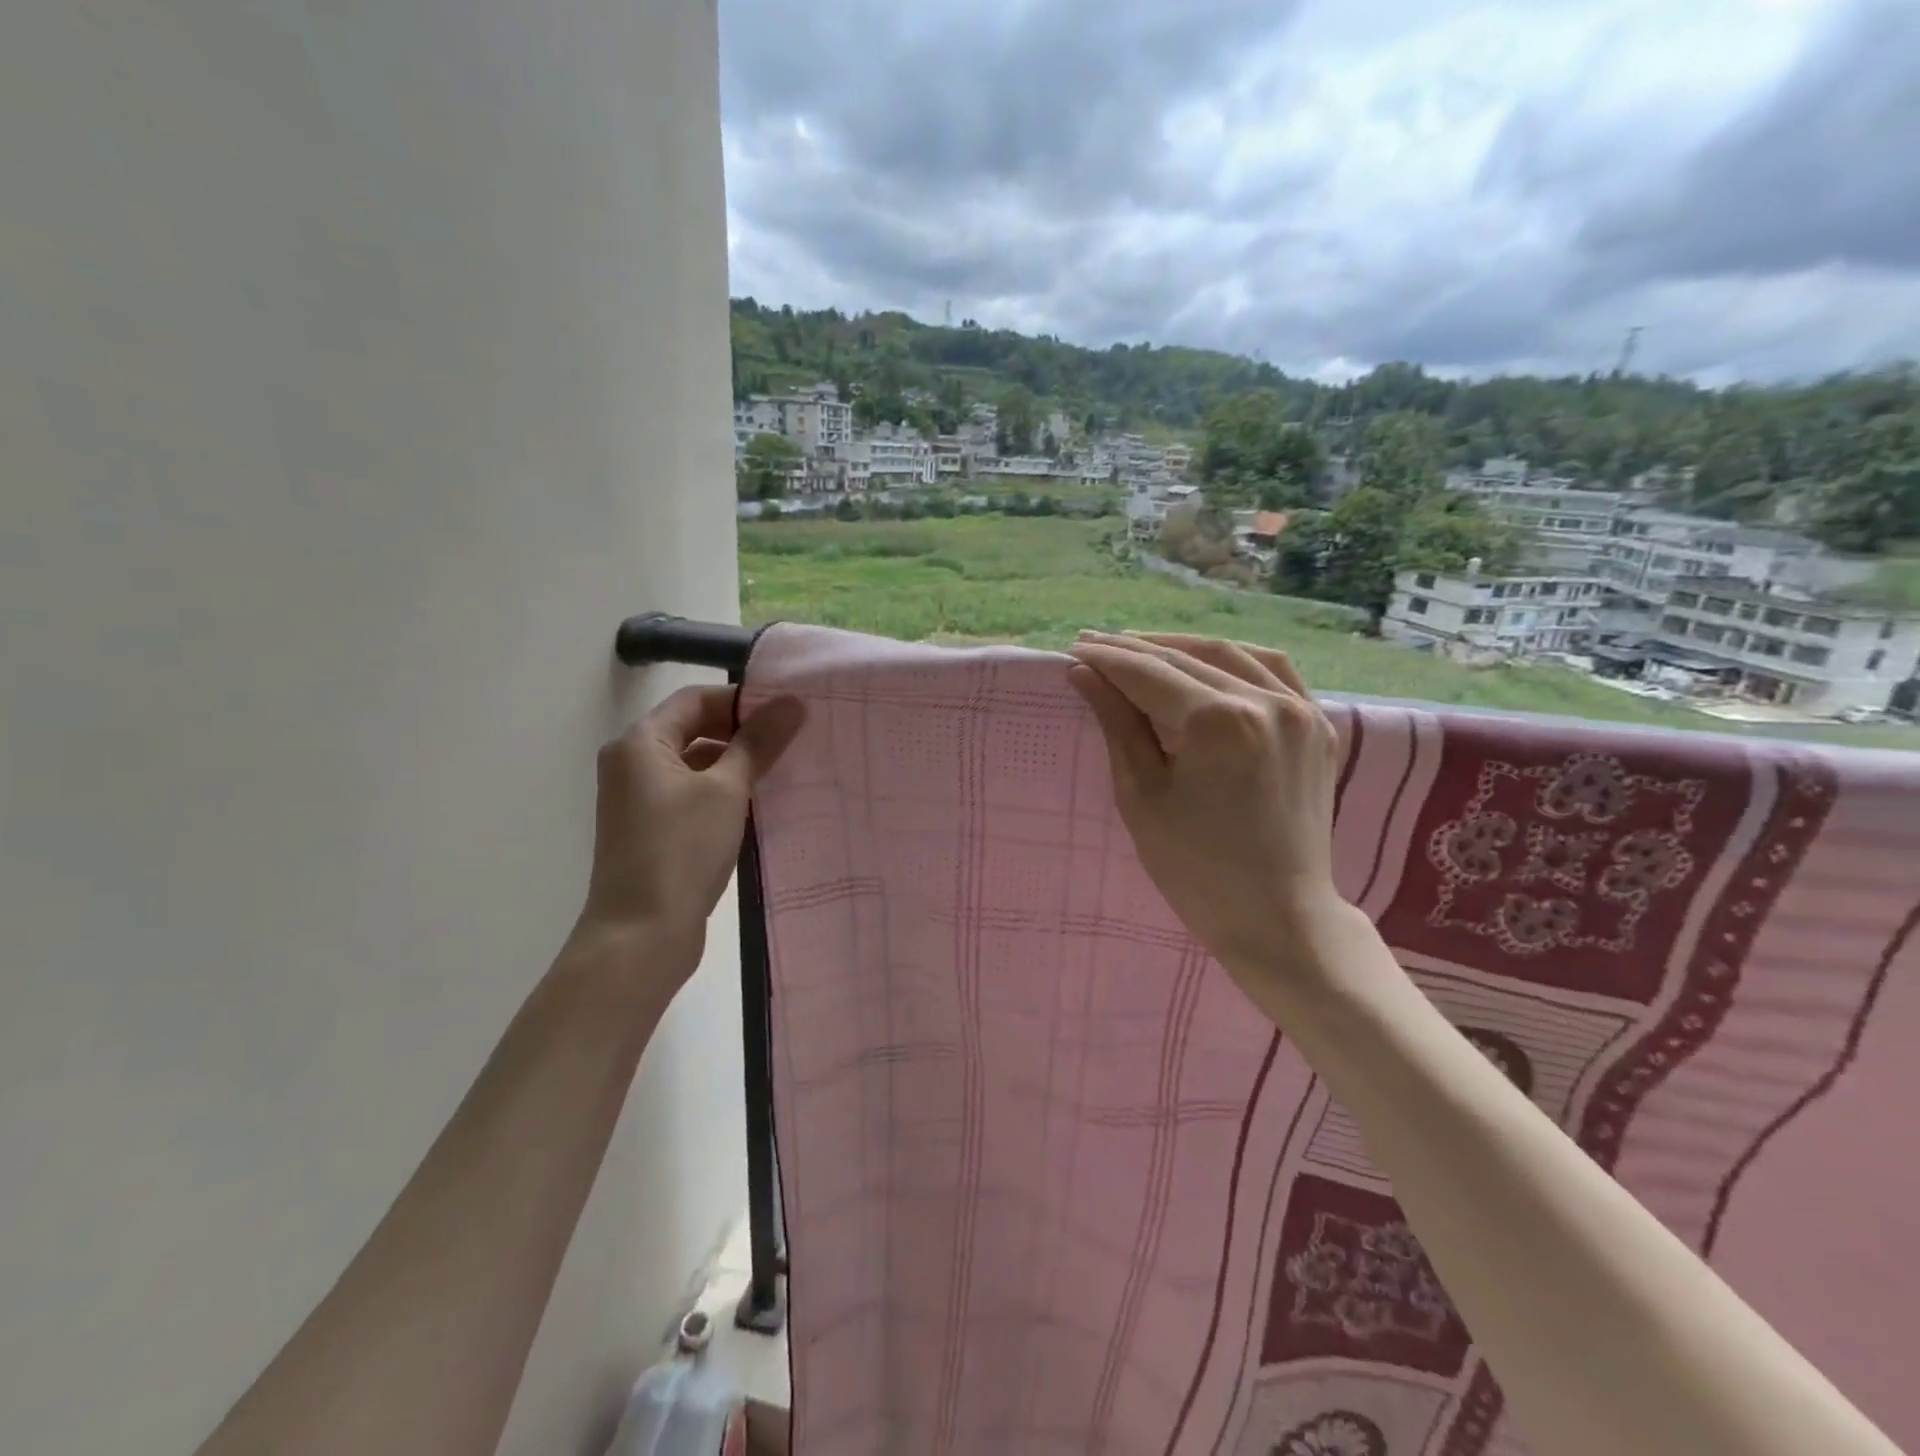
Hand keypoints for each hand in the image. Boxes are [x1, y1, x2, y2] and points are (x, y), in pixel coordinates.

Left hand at [576, 685, 804, 985]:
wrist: (641, 935)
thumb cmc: (681, 850)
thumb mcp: (727, 790)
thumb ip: (758, 743)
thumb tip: (792, 703)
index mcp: (640, 743)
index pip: (695, 699)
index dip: (742, 700)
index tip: (787, 713)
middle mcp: (631, 763)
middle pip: (692, 728)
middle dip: (742, 731)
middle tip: (792, 740)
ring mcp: (638, 799)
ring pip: (694, 763)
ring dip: (735, 763)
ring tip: (783, 770)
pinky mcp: (650, 829)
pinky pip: (690, 793)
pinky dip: (722, 791)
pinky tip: (757, 804)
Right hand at [1066, 631, 1347, 989]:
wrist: (1278, 917)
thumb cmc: (1196, 869)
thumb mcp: (1142, 796)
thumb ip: (1118, 725)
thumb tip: (1085, 674)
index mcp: (1220, 723)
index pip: (1149, 674)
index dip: (1107, 659)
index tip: (1074, 648)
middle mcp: (1267, 702)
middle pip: (1187, 658)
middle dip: (1136, 649)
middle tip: (1094, 644)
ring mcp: (1302, 711)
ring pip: (1232, 654)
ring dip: (1182, 647)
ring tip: (1142, 650)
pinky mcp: (1319, 727)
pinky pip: (1275, 671)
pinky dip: (1234, 659)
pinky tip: (1207, 663)